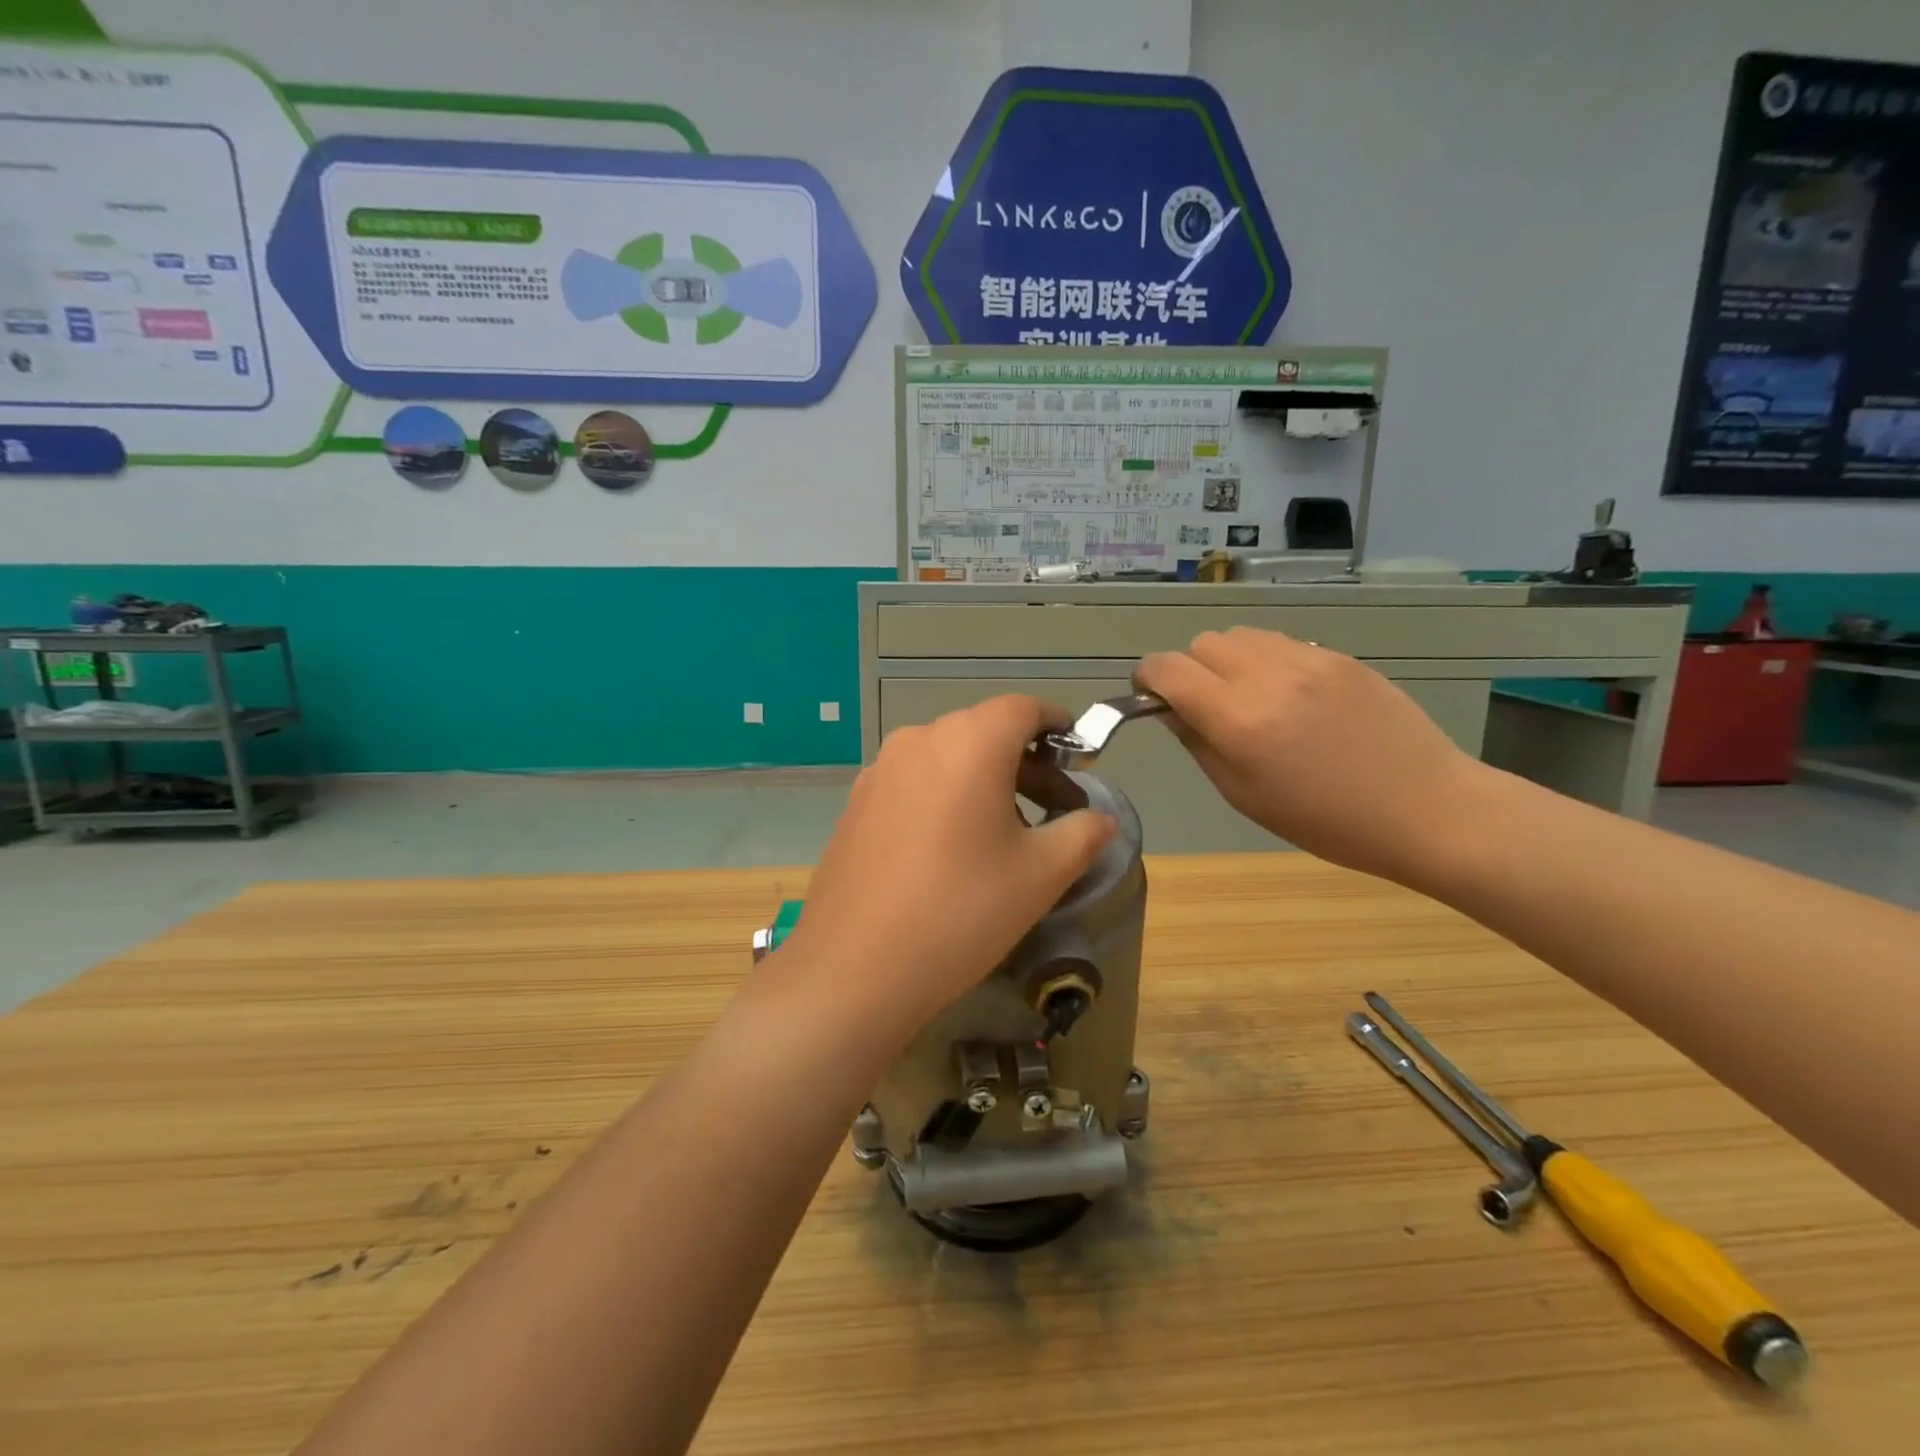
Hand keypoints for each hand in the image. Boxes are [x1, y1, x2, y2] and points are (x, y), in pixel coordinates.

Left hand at [783, 696, 1116, 1040]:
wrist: (854, 967)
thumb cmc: (960, 910)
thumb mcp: (1040, 875)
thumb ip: (1084, 834)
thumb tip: (1102, 819)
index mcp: (969, 742)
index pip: (1023, 708)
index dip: (1057, 724)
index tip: (1078, 753)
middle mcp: (919, 740)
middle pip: (984, 732)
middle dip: (1027, 762)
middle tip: (1055, 809)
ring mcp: (880, 770)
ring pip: (947, 757)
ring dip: (985, 780)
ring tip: (1007, 833)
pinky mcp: (856, 802)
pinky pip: (915, 782)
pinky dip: (945, 796)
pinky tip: (951, 848)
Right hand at [1135, 628, 1481, 881]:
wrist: (1424, 807)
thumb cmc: (1325, 820)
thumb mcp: (1244, 795)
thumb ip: (1198, 743)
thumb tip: (1170, 710)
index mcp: (1238, 719)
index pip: (1167, 668)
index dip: (1148, 678)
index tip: (1153, 698)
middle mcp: (1268, 677)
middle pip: (1202, 643)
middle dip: (1190, 669)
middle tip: (1208, 706)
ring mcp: (1308, 660)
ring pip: (1241, 635)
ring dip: (1229, 660)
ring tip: (1250, 697)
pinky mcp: (1339, 656)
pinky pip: (1281, 643)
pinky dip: (1267, 661)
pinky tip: (1291, 697)